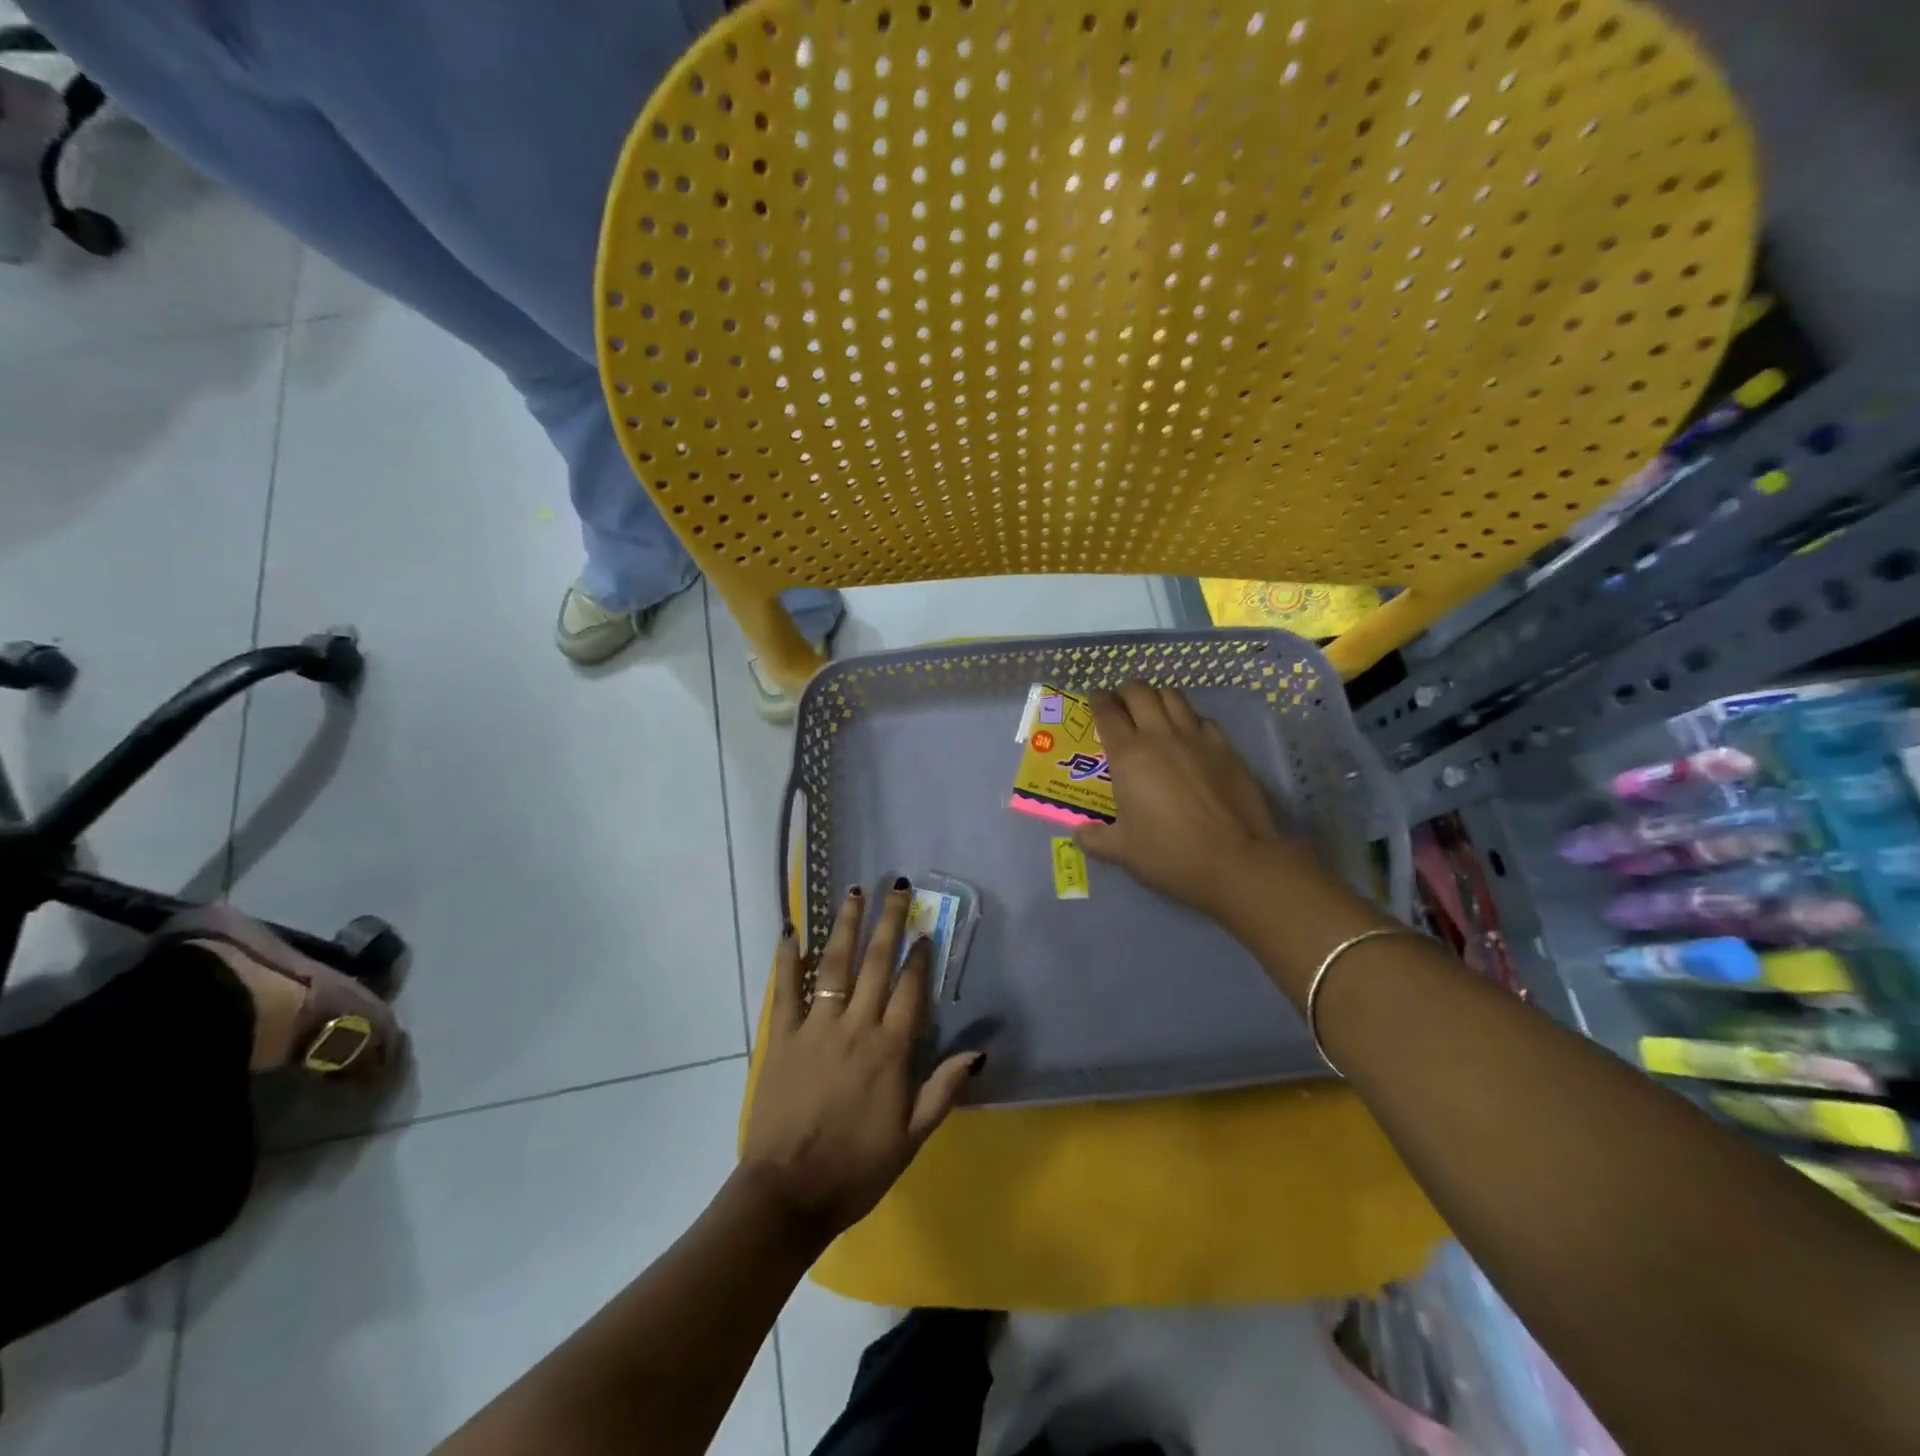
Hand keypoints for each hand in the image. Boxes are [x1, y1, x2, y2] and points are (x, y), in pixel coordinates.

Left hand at [740, 881, 982, 1246]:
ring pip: (834, 965)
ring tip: (854, 892)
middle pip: (875, 964)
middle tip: (897, 887)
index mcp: (889, 1050)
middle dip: (889, 922)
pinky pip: (785, 989)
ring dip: (846, 925)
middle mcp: (855, 1027)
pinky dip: (788, 958)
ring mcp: (815, 1027)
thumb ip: (943, 1090)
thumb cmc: (856, 1169)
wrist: (788, 1194)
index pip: (909, 990)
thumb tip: (979, 1051)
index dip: (918, 957)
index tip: (924, 929)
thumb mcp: (912, 1138)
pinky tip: (791, 931)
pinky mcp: (782, 1037)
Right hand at [1076, 682, 1289, 916]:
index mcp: (1128, 755)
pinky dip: (1189, 719)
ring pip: (1173, 696)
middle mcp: (1160, 736)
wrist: (1236, 860)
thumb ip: (1095, 839)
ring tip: (1153, 713)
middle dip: (1126, 692)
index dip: (1098, 700)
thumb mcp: (1122, 852)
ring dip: (1157, 698)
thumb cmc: (1170, 853)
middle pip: (1140, 692)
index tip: (1095, 700)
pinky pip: (1202, 719)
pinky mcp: (1226, 748)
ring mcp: (1197, 738)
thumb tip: (1079, 834)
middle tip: (1122, 707)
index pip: (1107, 711)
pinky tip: (1188, 738)